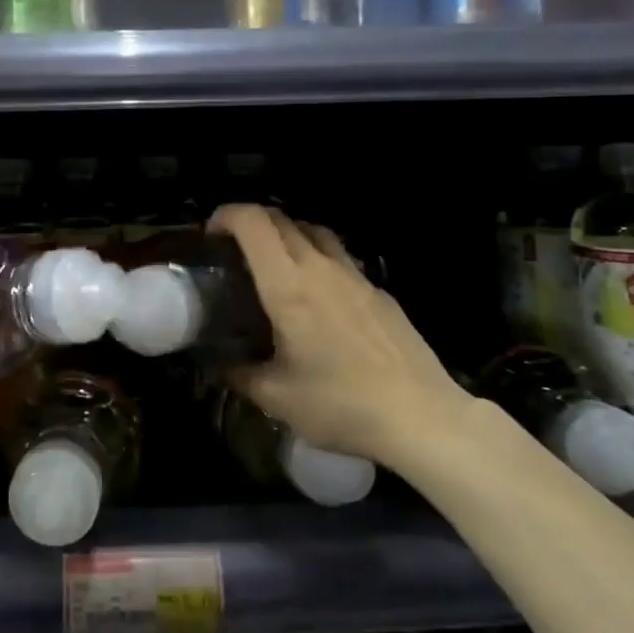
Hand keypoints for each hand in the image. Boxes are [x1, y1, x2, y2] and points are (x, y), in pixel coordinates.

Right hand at [209, 203, 476, 471]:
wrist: (421, 417)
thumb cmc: (341, 405)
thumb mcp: (277, 398)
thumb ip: (241, 375)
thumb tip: (222, 366)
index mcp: (287, 286)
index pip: (252, 222)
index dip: (226, 215)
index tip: (211, 236)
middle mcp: (320, 268)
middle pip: (280, 219)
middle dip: (250, 224)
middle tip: (235, 252)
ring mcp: (355, 276)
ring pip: (314, 232)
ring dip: (287, 236)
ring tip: (275, 266)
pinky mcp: (379, 292)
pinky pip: (340, 259)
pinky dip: (318, 261)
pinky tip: (319, 300)